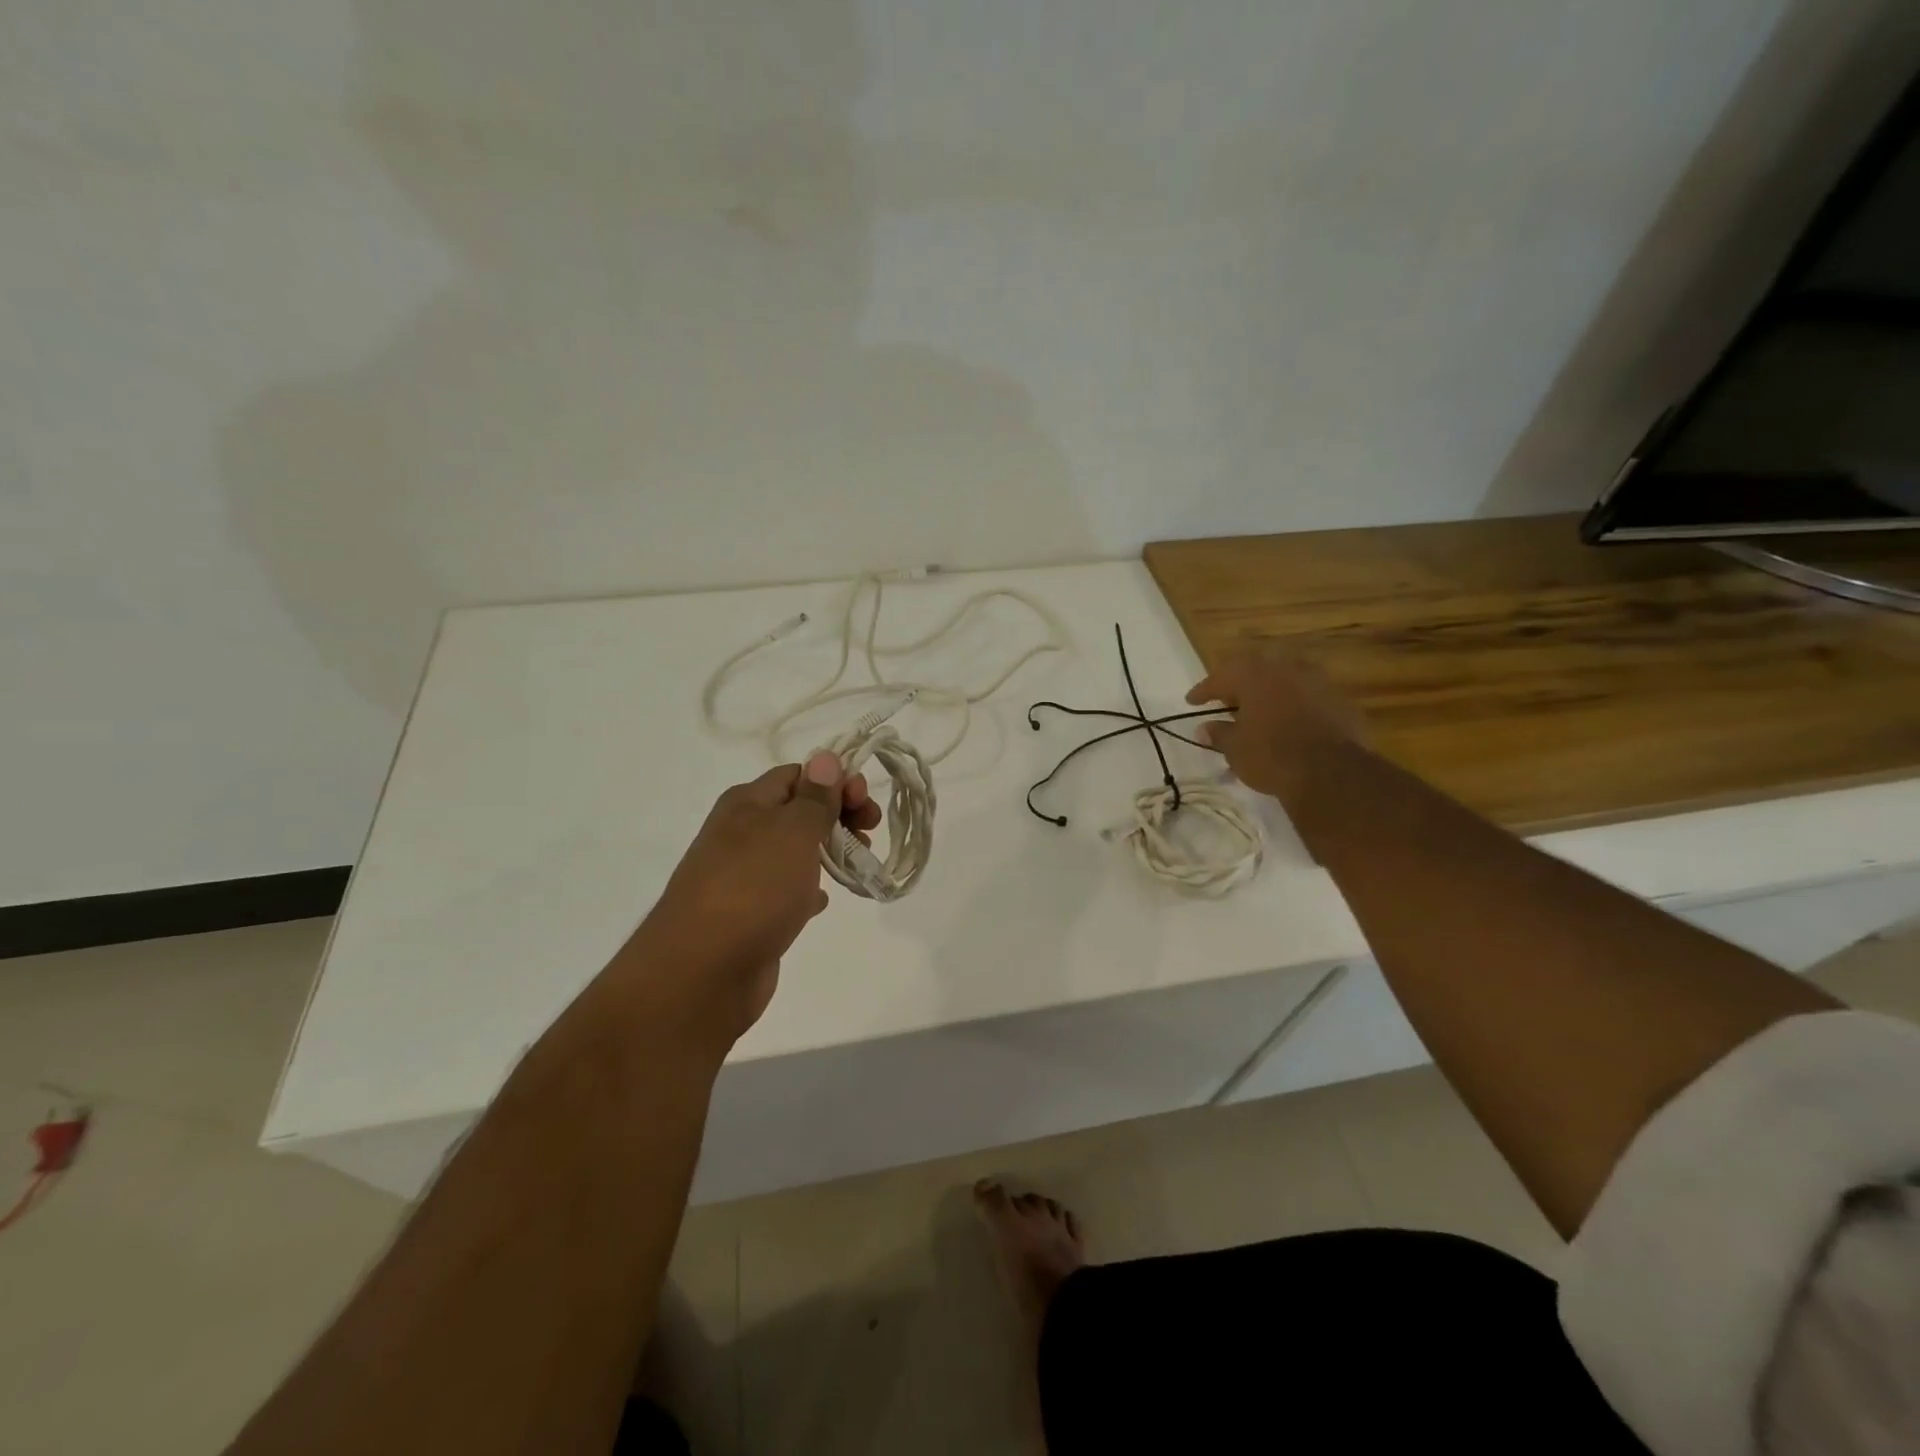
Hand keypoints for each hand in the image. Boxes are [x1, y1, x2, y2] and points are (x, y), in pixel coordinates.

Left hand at [627, 752, 880, 1040]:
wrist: (702, 972)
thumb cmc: (754, 889)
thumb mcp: (793, 832)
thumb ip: (815, 798)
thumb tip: (826, 757)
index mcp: (747, 803)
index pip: (799, 774)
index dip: (836, 782)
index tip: (865, 803)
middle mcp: (741, 832)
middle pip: (799, 810)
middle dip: (838, 815)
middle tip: (870, 832)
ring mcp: (743, 875)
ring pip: (794, 851)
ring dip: (828, 851)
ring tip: (857, 864)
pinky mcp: (749, 914)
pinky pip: (785, 890)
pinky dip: (807, 889)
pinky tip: (822, 901)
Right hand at [1187, 644, 1366, 800]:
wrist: (1332, 772)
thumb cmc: (1271, 755)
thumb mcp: (1235, 749)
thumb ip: (1218, 734)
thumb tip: (1203, 729)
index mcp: (1254, 675)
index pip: (1220, 677)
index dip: (1203, 690)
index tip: (1192, 701)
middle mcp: (1286, 669)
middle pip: (1255, 670)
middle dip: (1238, 684)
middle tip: (1227, 701)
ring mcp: (1317, 681)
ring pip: (1285, 680)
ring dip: (1269, 692)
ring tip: (1258, 711)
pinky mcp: (1339, 700)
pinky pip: (1307, 696)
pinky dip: (1293, 705)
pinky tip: (1288, 722)